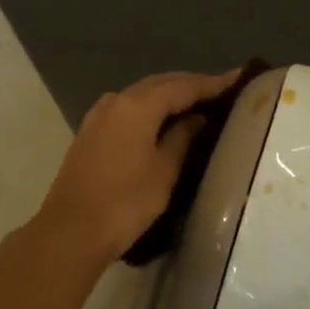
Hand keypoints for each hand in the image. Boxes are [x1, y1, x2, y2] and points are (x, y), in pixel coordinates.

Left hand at [32, 69, 240, 265]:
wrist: (72, 230)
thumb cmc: (125, 202)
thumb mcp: (164, 171)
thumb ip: (181, 138)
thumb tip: (196, 118)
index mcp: (137, 105)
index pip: (182, 86)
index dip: (211, 83)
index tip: (238, 78)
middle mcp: (116, 101)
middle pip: (159, 84)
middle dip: (189, 84)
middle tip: (220, 89)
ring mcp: (98, 116)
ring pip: (140, 95)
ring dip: (168, 94)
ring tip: (196, 101)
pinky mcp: (90, 132)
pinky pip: (127, 108)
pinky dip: (149, 107)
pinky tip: (162, 119)